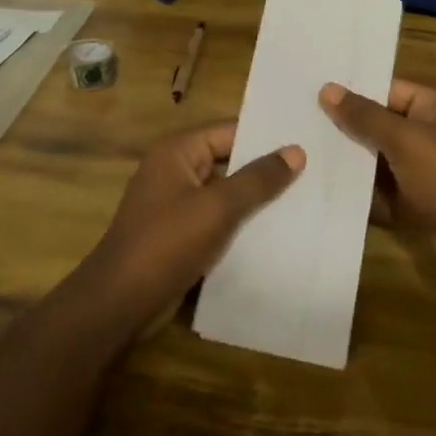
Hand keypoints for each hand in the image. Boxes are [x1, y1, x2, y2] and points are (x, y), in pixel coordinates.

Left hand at [76, 123, 303, 336]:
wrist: (120, 304)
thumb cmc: (167, 244)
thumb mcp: (218, 208)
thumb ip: (258, 179)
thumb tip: (296, 151)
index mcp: (177, 151)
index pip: (230, 131)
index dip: (266, 137)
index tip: (307, 141)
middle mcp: (174, 170)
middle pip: (228, 160)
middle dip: (265, 169)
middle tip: (314, 171)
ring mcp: (175, 203)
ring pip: (224, 192)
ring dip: (255, 199)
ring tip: (305, 199)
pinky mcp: (179, 234)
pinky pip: (216, 219)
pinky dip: (241, 223)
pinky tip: (276, 232)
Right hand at [318, 79, 435, 289]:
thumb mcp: (404, 140)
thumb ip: (365, 116)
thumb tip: (327, 88)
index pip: (389, 89)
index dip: (354, 93)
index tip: (313, 95)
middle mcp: (433, 133)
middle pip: (382, 124)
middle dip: (348, 129)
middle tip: (302, 125)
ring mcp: (426, 169)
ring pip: (380, 159)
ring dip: (352, 162)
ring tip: (306, 157)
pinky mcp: (419, 200)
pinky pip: (385, 189)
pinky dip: (364, 192)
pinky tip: (327, 190)